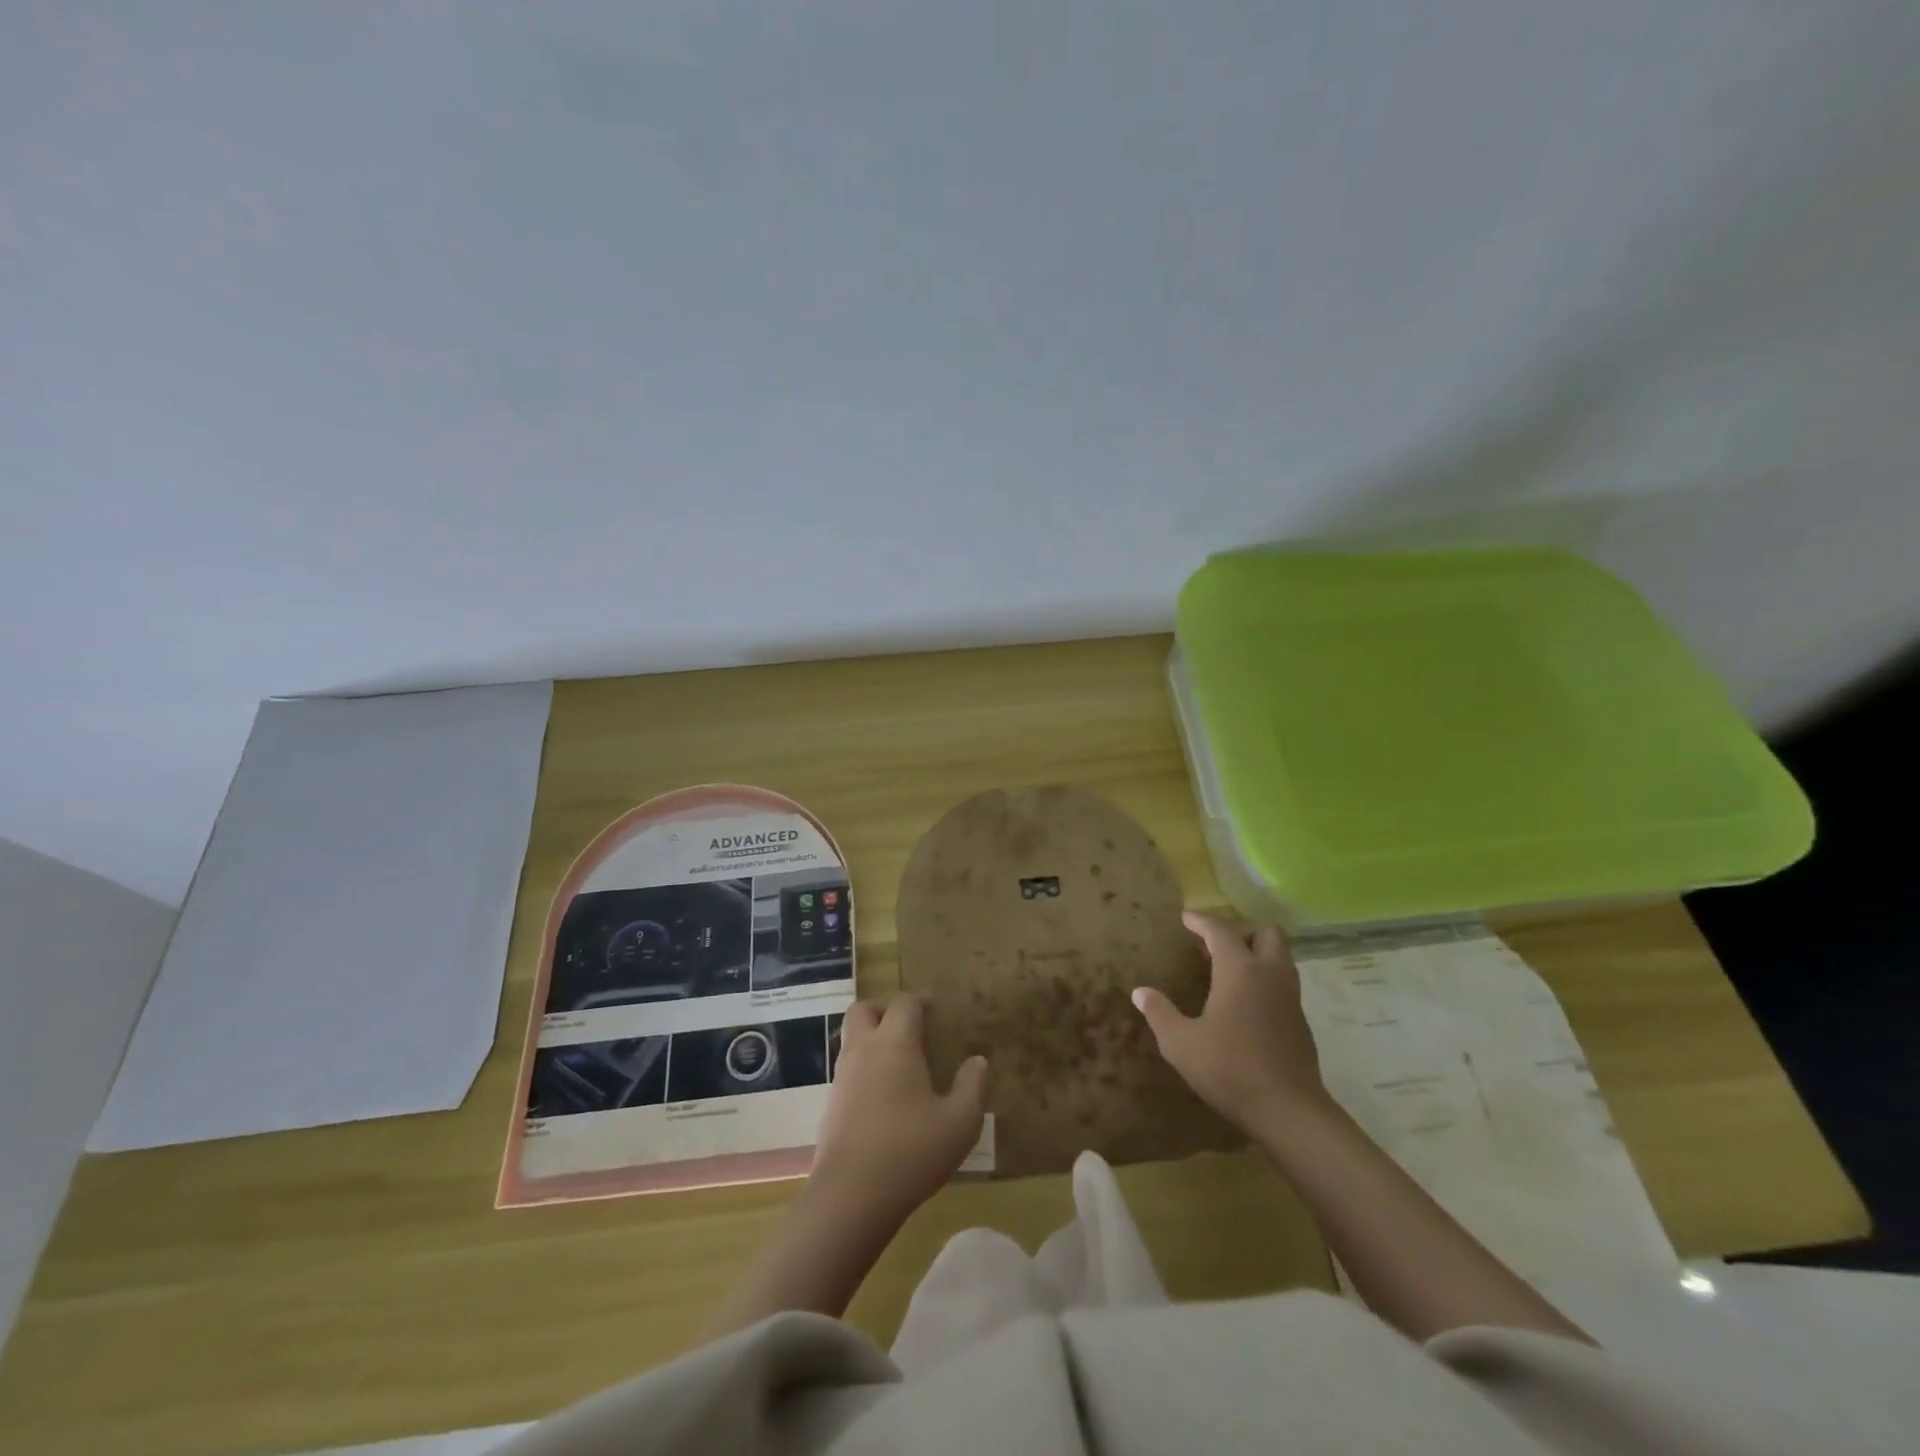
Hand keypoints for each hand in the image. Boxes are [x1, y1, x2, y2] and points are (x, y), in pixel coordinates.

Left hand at [810, 995, 988, 1223]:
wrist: (851, 1196)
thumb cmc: (911, 1151)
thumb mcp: (960, 1122)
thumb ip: (972, 1086)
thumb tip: (977, 1061)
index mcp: (895, 1044)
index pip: (904, 1004)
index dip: (921, 1000)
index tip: (935, 1008)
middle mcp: (864, 1050)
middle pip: (863, 1010)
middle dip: (884, 1009)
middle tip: (907, 1025)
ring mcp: (842, 1077)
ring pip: (850, 1038)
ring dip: (871, 1037)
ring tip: (898, 1060)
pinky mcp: (831, 1105)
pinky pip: (847, 1069)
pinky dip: (863, 1067)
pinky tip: (883, 1094)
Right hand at [1132, 911, 1329, 1130]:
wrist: (1289, 1112)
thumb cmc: (1230, 1069)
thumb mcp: (1181, 1043)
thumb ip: (1160, 1013)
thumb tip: (1140, 992)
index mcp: (1240, 970)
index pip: (1220, 930)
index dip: (1201, 920)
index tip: (1185, 918)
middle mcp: (1270, 975)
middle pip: (1266, 934)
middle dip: (1242, 932)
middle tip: (1216, 946)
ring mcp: (1290, 998)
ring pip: (1281, 958)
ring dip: (1257, 954)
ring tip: (1229, 970)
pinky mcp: (1300, 1022)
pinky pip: (1283, 984)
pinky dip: (1265, 980)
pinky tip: (1245, 1004)